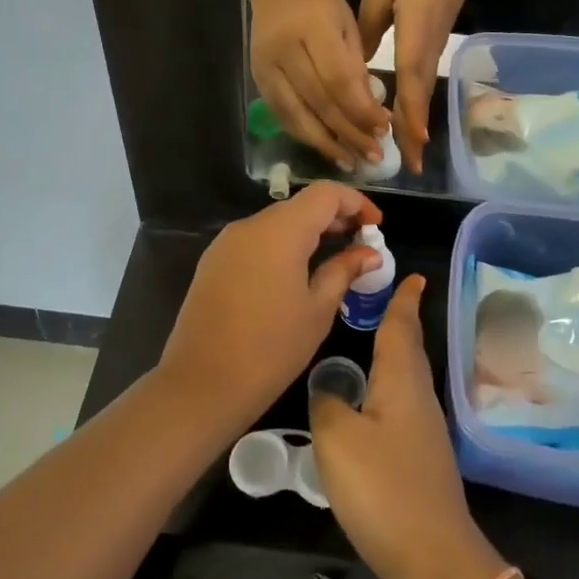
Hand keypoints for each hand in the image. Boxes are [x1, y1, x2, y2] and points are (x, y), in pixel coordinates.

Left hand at [157, 183, 382, 434]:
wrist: (201, 384)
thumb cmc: (271, 349)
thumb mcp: (318, 310)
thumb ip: (344, 271)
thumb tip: (369, 252)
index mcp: (280, 231)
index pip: (325, 193)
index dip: (356, 203)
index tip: (376, 226)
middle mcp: (250, 226)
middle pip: (299, 205)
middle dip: (334, 218)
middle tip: (361, 244)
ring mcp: (226, 243)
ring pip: (276, 222)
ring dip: (308, 232)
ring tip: (333, 259)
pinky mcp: (213, 262)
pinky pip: (256, 241)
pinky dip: (282, 246)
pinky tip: (296, 274)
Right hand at [251, 0, 391, 169]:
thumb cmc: (321, 2)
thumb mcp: (347, 26)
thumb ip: (356, 68)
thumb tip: (370, 115)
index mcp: (313, 29)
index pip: (339, 79)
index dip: (362, 109)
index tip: (384, 129)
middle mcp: (284, 50)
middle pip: (318, 102)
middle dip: (349, 132)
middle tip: (374, 155)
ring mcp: (265, 67)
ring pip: (296, 115)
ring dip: (326, 143)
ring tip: (351, 162)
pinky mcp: (256, 79)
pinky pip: (282, 115)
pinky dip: (305, 134)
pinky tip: (325, 147)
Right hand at [309, 276, 500, 578]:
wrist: (432, 557)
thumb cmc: (383, 487)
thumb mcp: (337, 438)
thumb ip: (327, 403)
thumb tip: (329, 388)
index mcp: (402, 381)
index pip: (402, 327)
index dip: (404, 300)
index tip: (413, 275)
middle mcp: (419, 398)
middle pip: (409, 349)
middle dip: (401, 321)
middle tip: (389, 298)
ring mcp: (425, 430)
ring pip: (407, 377)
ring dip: (395, 353)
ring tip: (376, 339)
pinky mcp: (420, 459)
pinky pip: (403, 404)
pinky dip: (389, 386)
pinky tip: (373, 400)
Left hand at [358, 0, 485, 173]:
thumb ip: (370, 20)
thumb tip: (357, 60)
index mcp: (414, 32)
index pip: (411, 76)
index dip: (410, 108)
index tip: (410, 138)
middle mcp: (425, 52)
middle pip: (419, 97)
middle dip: (414, 132)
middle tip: (409, 166)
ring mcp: (430, 56)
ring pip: (421, 97)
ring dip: (415, 128)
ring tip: (410, 160)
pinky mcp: (429, 56)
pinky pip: (420, 89)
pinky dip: (414, 113)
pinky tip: (407, 131)